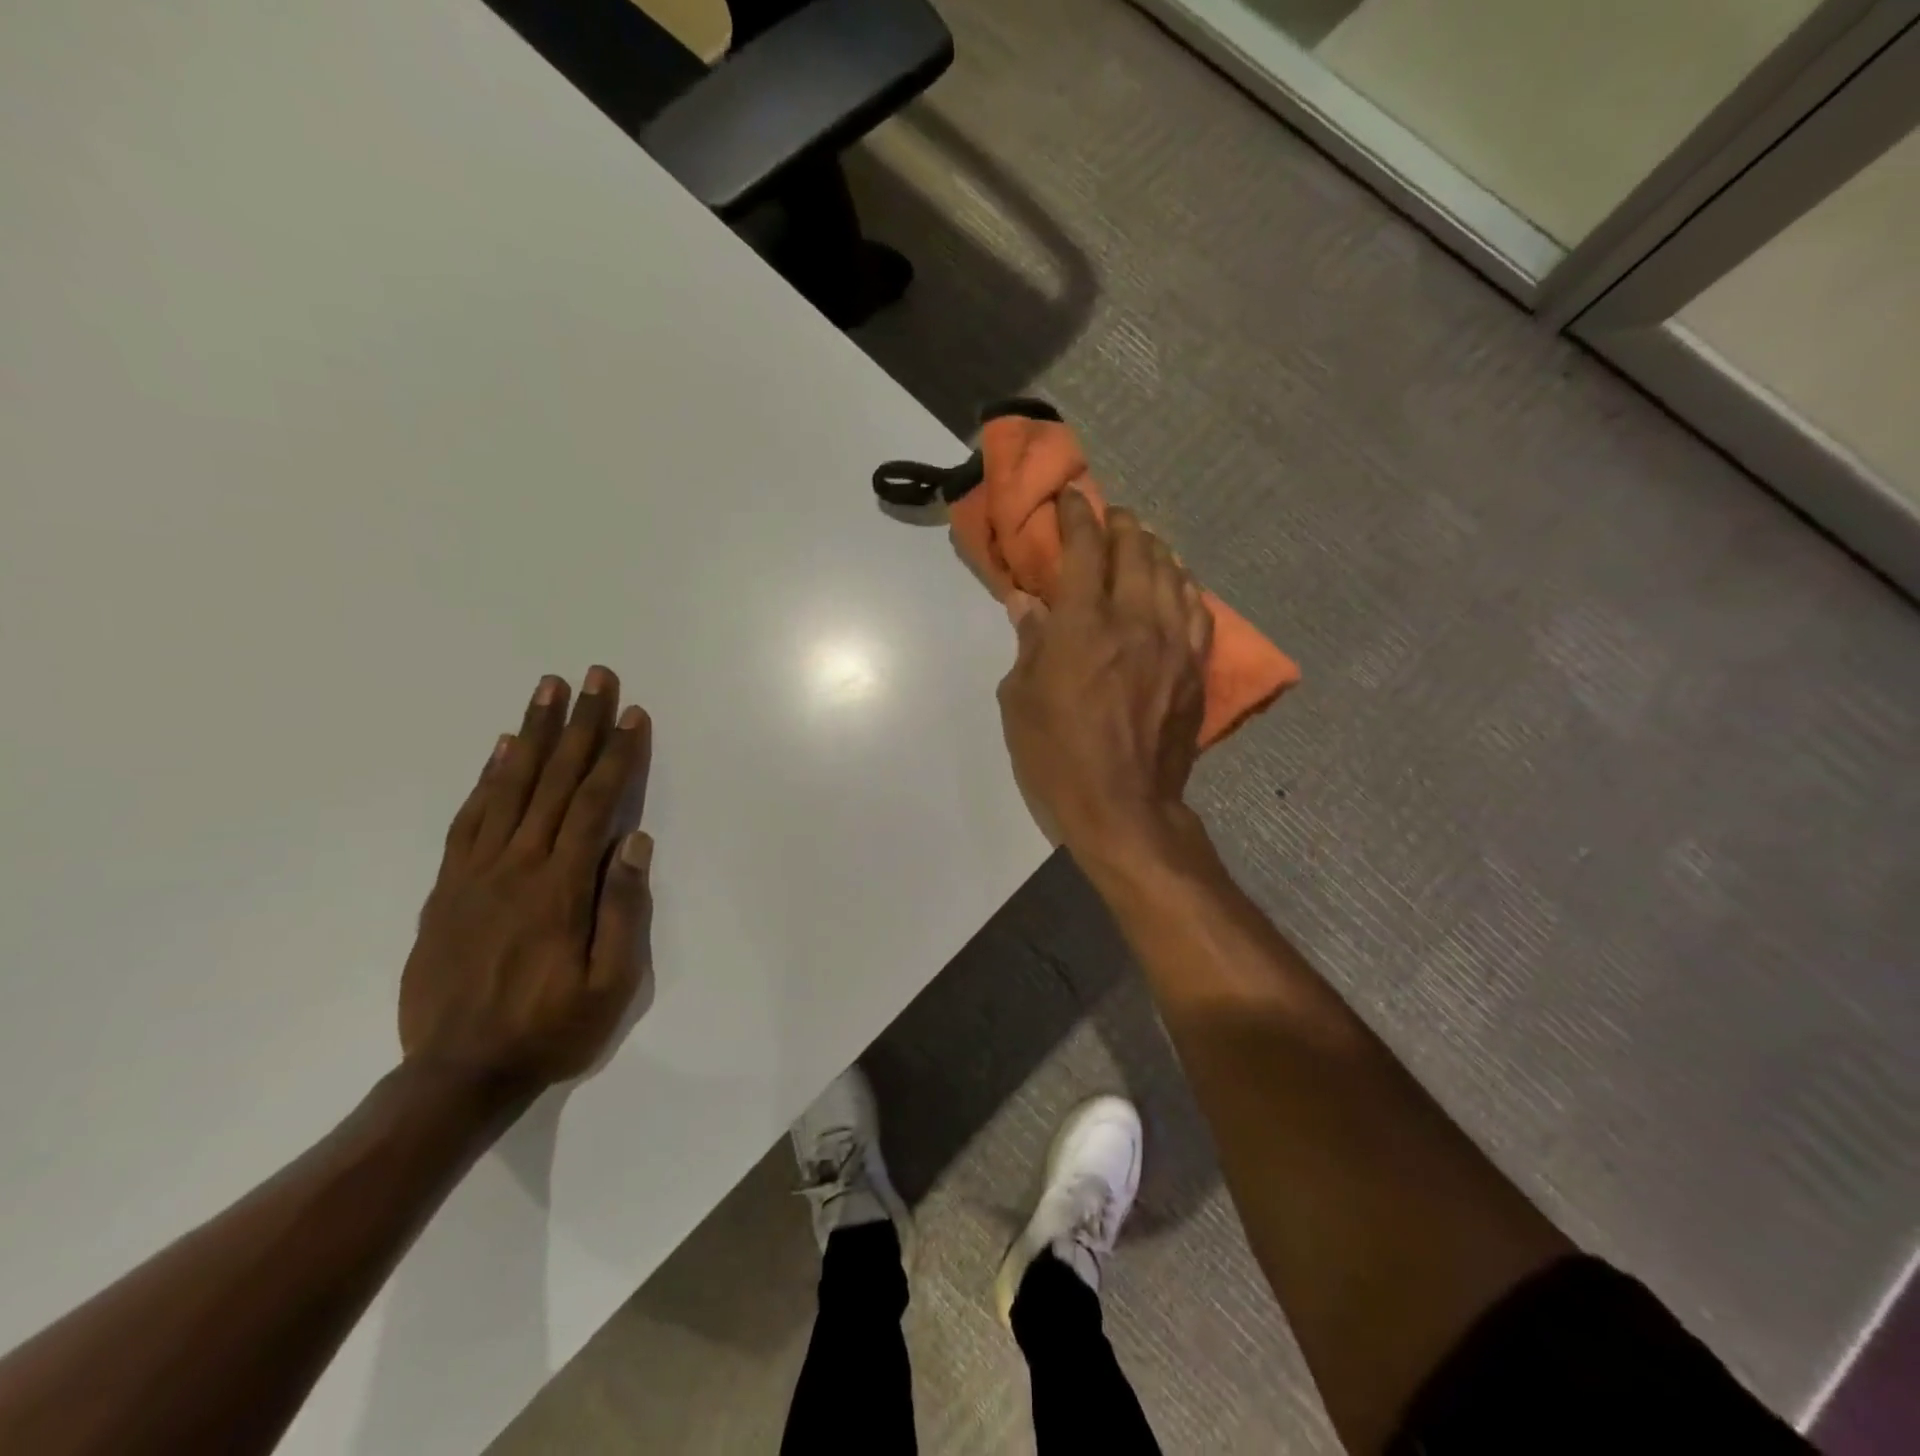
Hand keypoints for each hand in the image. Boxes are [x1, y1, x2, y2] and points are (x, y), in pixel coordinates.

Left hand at [400, 667, 653, 1097]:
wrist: (456, 1075)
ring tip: (547, 690)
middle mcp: (517, 865)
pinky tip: (501, 750)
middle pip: (554, 780)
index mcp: (561, 887)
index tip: (632, 713)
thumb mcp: (610, 986)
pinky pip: (470, 818)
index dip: (618, 754)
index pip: (595, 803)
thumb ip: (623, 911)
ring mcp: (475, 872)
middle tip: (594, 676)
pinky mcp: (448, 886)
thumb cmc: (549, 1029)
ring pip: (509, 787)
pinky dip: (487, 777)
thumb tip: (635, 843)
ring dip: (532, 734)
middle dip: (578, 724)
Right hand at [996, 490, 1211, 860]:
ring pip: (1171, 573)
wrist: (1123, 806)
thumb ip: (1029, 643)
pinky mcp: (1194, 667)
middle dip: (1120, 524)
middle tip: (1109, 515)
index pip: (1084, 549)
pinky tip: (1176, 582)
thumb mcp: (1021, 700)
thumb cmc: (1057, 755)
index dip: (1077, 515)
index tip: (1072, 498)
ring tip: (1142, 541)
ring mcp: (1172, 642)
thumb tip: (1028, 604)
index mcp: (1083, 625)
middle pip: (1136, 550)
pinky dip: (1183, 585)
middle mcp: (1134, 620)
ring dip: (1154, 548)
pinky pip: (1196, 609)